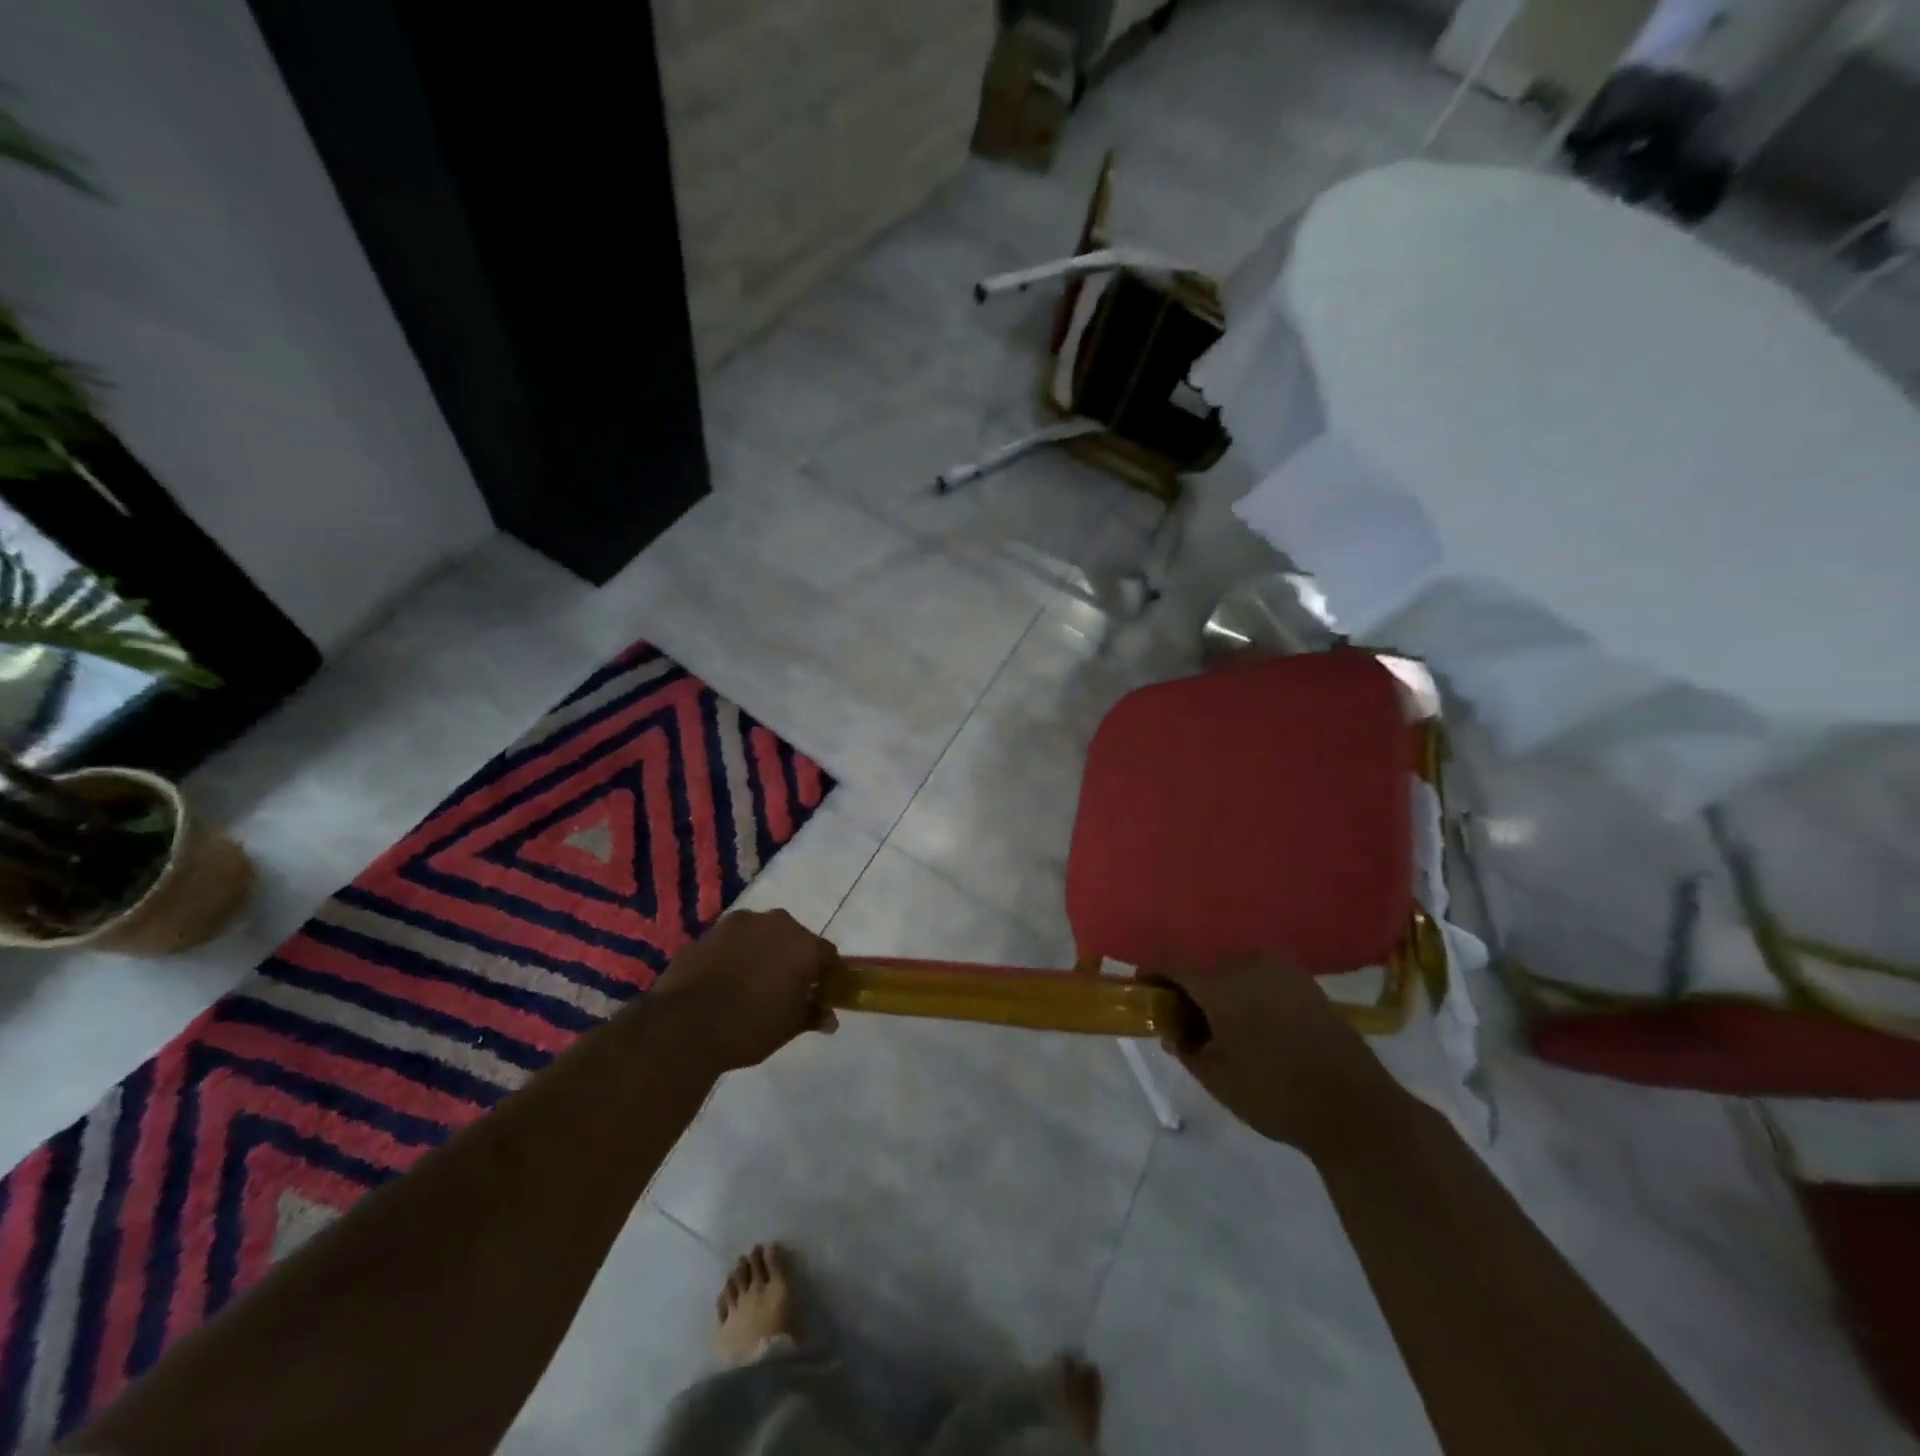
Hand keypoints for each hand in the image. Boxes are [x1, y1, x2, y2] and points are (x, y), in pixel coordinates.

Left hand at [650, 910, 841, 1071]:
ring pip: (760, 934)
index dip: (825, 974)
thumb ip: (812, 1015)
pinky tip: (723, 979)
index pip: (827, 954)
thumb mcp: (788, 1027)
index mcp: (804, 945)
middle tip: (784, 987)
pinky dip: (733, 954)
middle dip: (792, 957)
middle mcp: (775, 924)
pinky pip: (730, 941)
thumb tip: (830, 1019)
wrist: (683, 1026)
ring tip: (749, 981)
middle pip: (793, 937)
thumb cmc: (749, 1027)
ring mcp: (738, 924)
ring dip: (761, 950)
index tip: (817, 993)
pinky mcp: (707, 932)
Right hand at [1153, 958, 1403, 1154]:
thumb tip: (1173, 1032)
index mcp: (1219, 984)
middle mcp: (1248, 965)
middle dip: (1190, 988)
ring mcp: (1282, 972)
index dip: (1152, 973)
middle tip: (1185, 1019)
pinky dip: (1250, 994)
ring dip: (1222, 990)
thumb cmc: (1273, 1092)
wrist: (1353, 1106)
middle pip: (1205, 967)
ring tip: (1223, 1024)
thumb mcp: (1217, 1077)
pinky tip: (1258, 1026)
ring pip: (1236, 972)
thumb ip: (1186, 1049)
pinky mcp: (1308, 985)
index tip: (1143, 988)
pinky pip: (1264, 980)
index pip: (1172, 964)